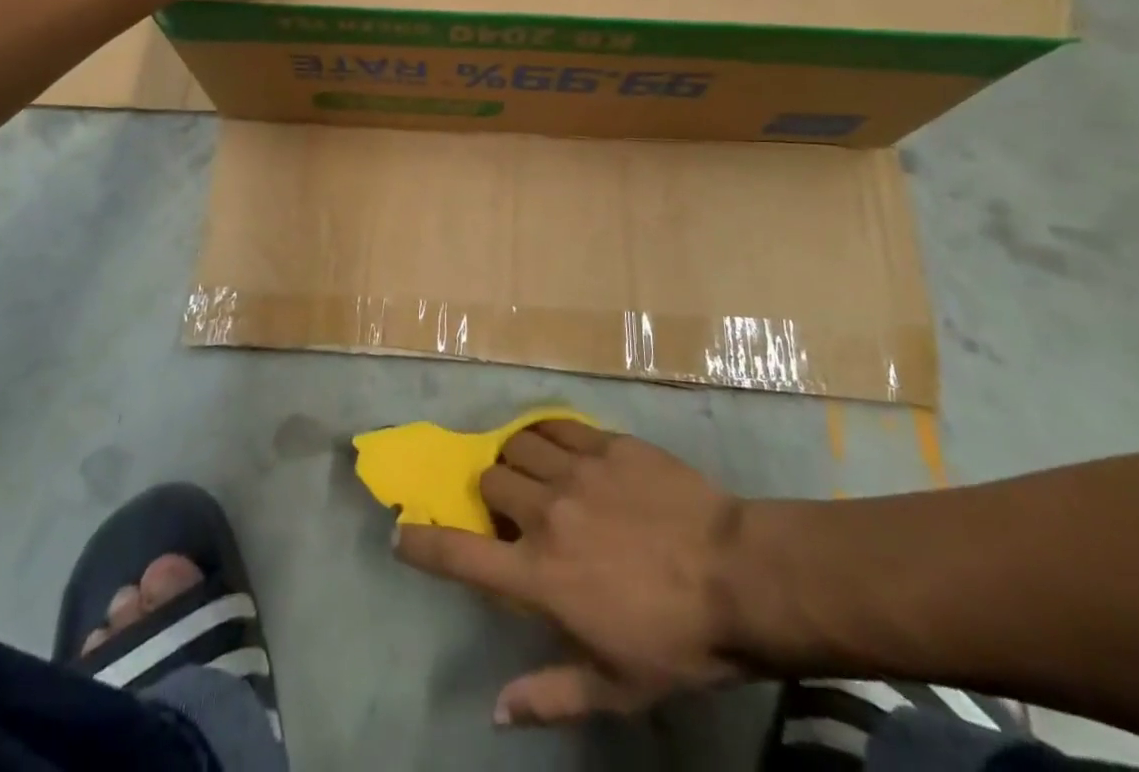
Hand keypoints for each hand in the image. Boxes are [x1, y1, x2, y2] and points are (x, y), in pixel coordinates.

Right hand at [394, 420, 748, 725]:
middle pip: (489, 482)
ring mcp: (576, 471)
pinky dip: (547, 435)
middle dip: (491, 497)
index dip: (422, 543)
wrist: (737, 575)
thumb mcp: (614, 687)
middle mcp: (546, 513)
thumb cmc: (675, 640)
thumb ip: (549, 694)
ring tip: (535, 476)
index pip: (460, 555)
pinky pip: (557, 426)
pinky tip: (561, 448)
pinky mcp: (606, 443)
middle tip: (514, 513)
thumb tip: (496, 712)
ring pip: (518, 446)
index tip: (401, 533)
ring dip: (517, 462)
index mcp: (540, 576)